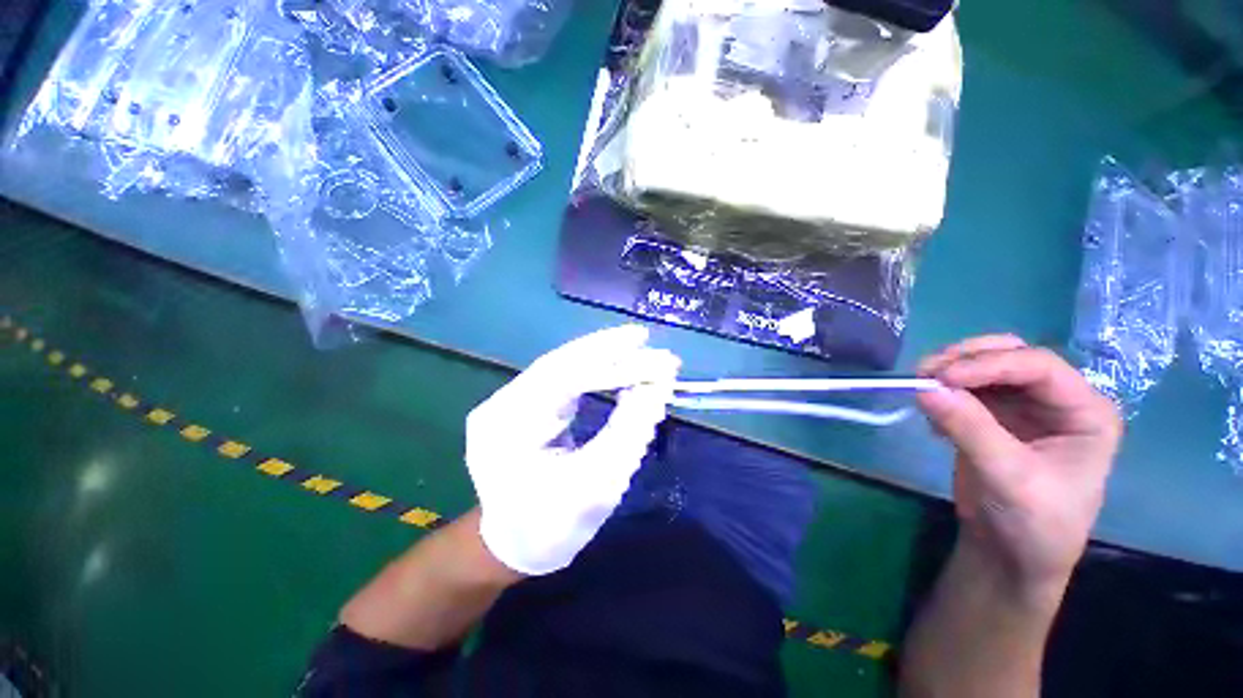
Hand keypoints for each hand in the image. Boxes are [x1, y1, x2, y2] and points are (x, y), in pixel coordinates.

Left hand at [466, 325, 679, 575]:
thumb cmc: (555, 526)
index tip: (652, 353)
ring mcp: (507, 402)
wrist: (513, 547)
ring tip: (634, 346)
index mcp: (509, 428)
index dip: (613, 363)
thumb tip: (658, 386)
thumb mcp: (600, 484)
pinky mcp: (521, 405)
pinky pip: (559, 379)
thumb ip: (630, 431)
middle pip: (559, 364)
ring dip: (599, 356)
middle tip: (643, 338)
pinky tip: (612, 364)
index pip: (566, 378)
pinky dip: (590, 370)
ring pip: (559, 367)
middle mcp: (501, 405)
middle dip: (606, 349)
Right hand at [916, 335, 1122, 598]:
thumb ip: (970, 429)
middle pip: (1010, 355)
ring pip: (983, 367)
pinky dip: (943, 392)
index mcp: (1085, 411)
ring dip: (949, 371)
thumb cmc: (1032, 524)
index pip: (1039, 366)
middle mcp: (1058, 401)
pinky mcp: (993, 417)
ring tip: (921, 388)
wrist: (1011, 556)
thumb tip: (924, 388)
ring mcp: (1024, 407)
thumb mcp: (1007, 477)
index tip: (941, 378)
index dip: (989, 364)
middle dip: (966, 359)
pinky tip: (931, 416)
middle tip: (925, 373)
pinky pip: (965, 389)